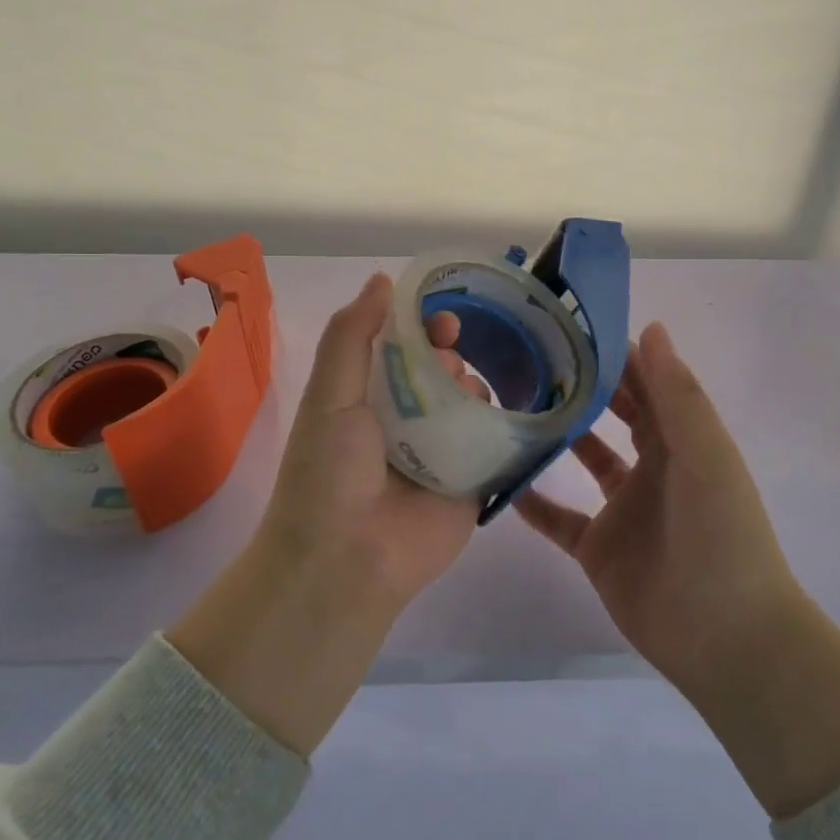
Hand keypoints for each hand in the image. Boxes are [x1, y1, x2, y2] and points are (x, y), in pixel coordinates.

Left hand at [258, 271, 480, 609]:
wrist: (347, 560)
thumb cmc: (329, 471)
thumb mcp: (329, 394)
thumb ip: (352, 335)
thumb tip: (383, 279)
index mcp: (368, 397)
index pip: (402, 348)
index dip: (423, 326)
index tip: (443, 320)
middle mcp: (406, 420)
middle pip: (441, 369)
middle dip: (450, 355)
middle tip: (448, 365)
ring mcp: (441, 450)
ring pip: (471, 400)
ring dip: (473, 387)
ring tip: (463, 400)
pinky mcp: (472, 480)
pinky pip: (496, 441)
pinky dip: (505, 422)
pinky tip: (510, 411)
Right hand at [515, 322, 800, 700]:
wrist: (725, 637)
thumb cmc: (722, 536)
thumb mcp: (705, 456)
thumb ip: (677, 395)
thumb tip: (650, 328)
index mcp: (682, 443)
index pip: (647, 386)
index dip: (618, 357)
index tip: (574, 327)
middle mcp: (653, 469)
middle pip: (615, 417)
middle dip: (584, 388)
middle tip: (534, 357)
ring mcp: (623, 510)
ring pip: (585, 461)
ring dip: (557, 436)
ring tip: (513, 404)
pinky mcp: (598, 549)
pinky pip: (559, 518)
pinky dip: (533, 501)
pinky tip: (500, 478)